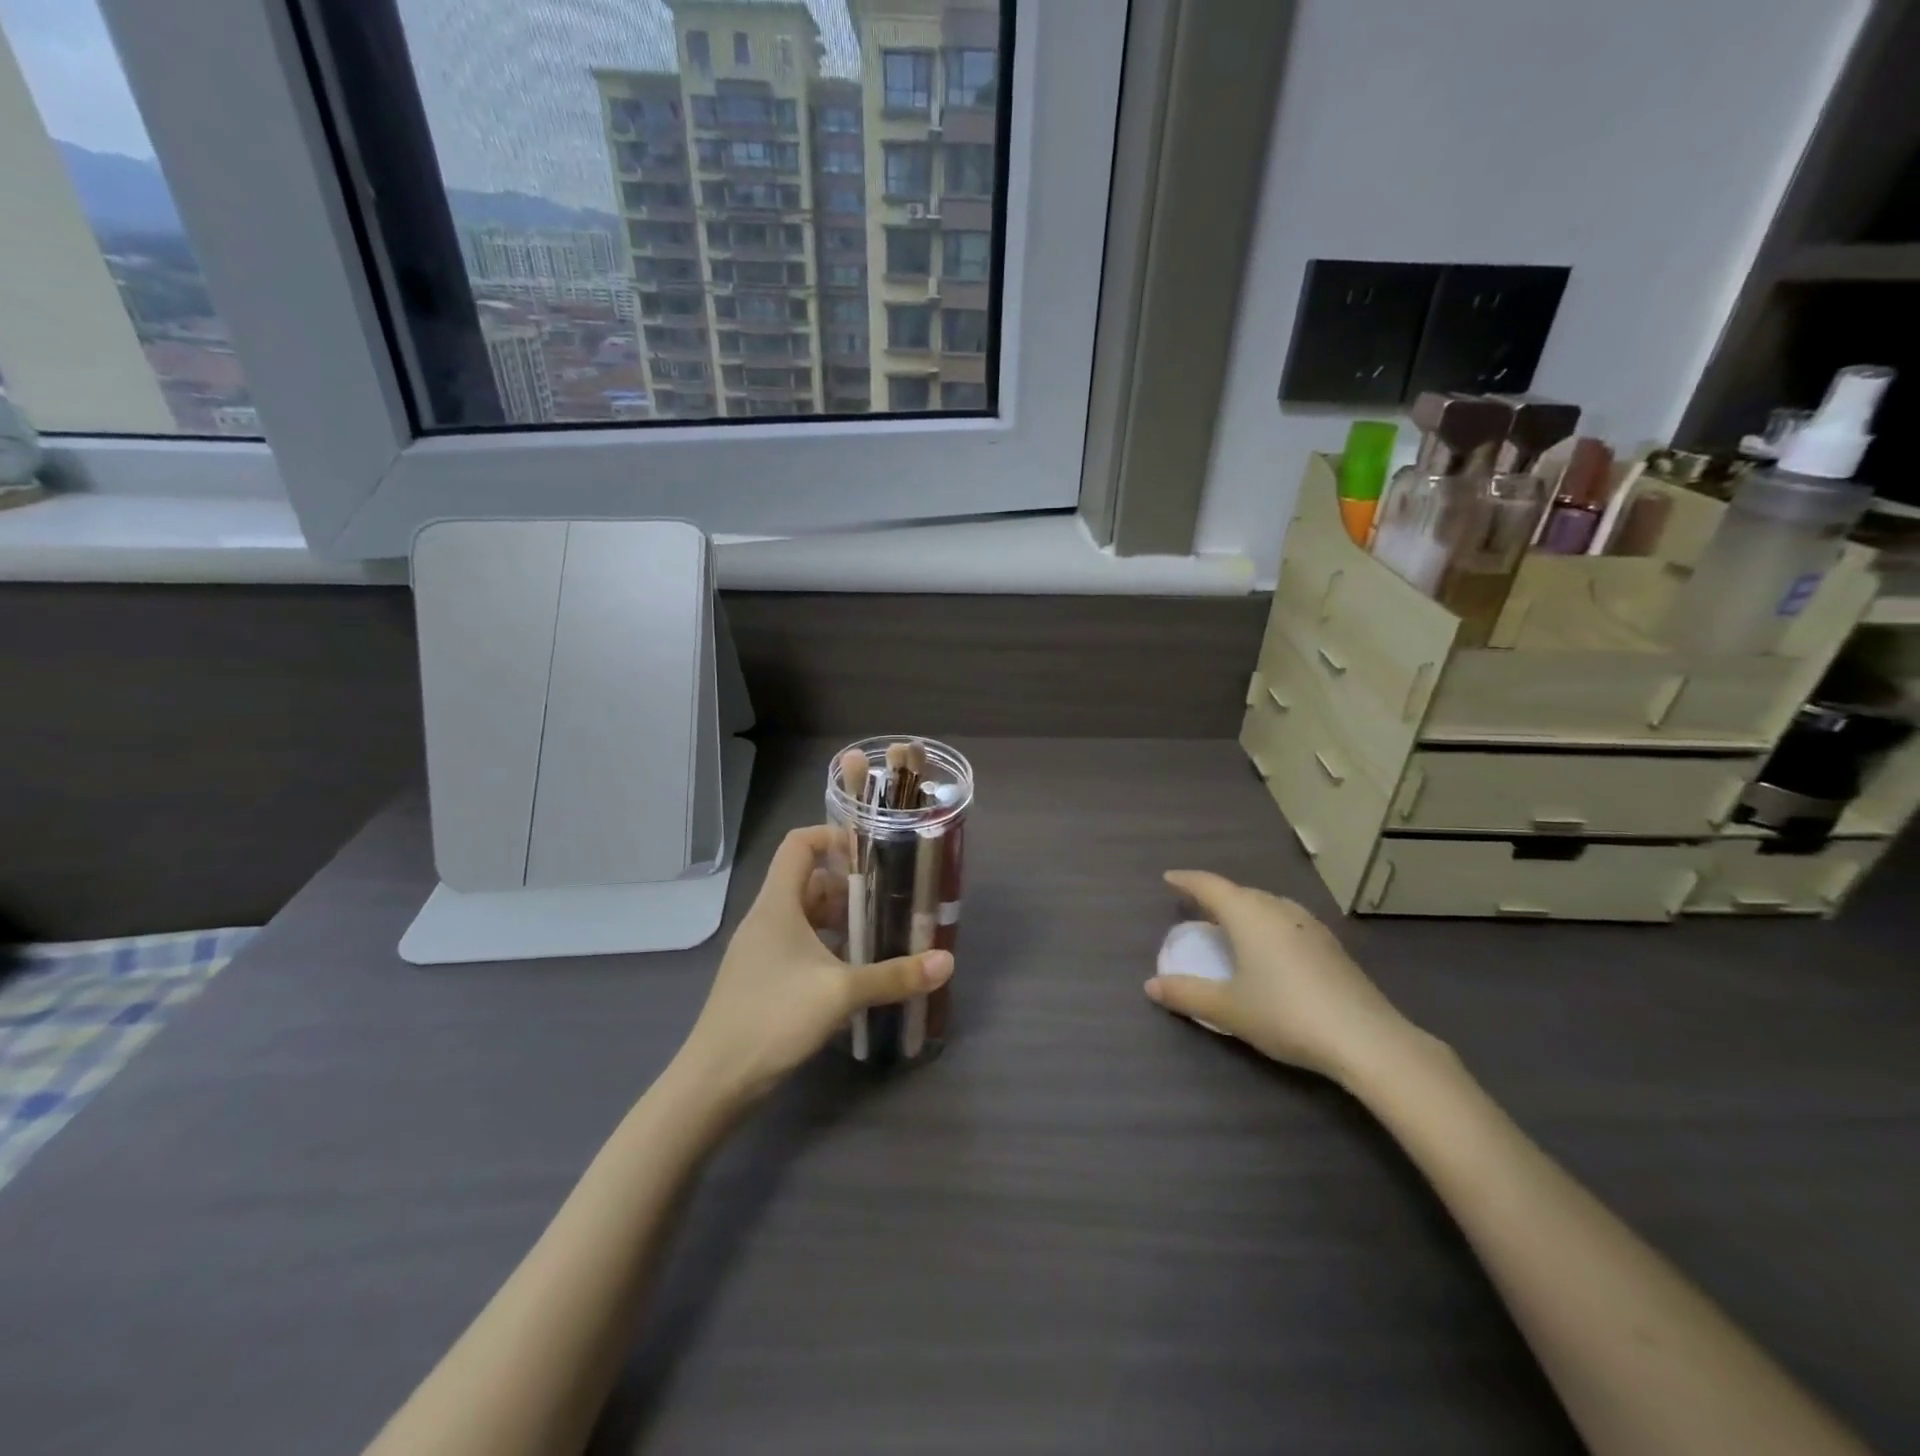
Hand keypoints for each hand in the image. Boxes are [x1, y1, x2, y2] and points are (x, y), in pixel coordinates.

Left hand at [680, 825, 951, 1105]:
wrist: (716, 1080)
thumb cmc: (774, 1017)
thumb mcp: (841, 992)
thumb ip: (894, 976)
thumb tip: (947, 961)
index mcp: (777, 904)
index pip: (798, 844)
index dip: (832, 836)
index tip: (870, 851)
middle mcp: (766, 919)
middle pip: (807, 881)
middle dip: (848, 886)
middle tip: (888, 899)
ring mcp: (760, 950)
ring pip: (804, 916)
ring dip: (839, 920)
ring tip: (878, 933)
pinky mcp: (761, 978)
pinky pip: (798, 945)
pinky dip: (826, 947)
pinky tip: (852, 971)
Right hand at [1145, 871, 1425, 1085]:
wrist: (1365, 1039)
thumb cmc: (1285, 1014)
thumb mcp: (1228, 1009)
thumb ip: (1187, 995)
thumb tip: (1150, 986)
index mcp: (1248, 915)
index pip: (1209, 886)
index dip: (1187, 881)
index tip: (1169, 878)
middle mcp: (1278, 909)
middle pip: (1240, 892)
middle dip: (1215, 895)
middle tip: (1197, 905)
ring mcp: (1309, 925)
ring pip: (1267, 904)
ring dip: (1245, 907)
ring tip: (1232, 922)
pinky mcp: (1330, 946)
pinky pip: (1287, 920)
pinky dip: (1268, 923)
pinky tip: (1271, 946)